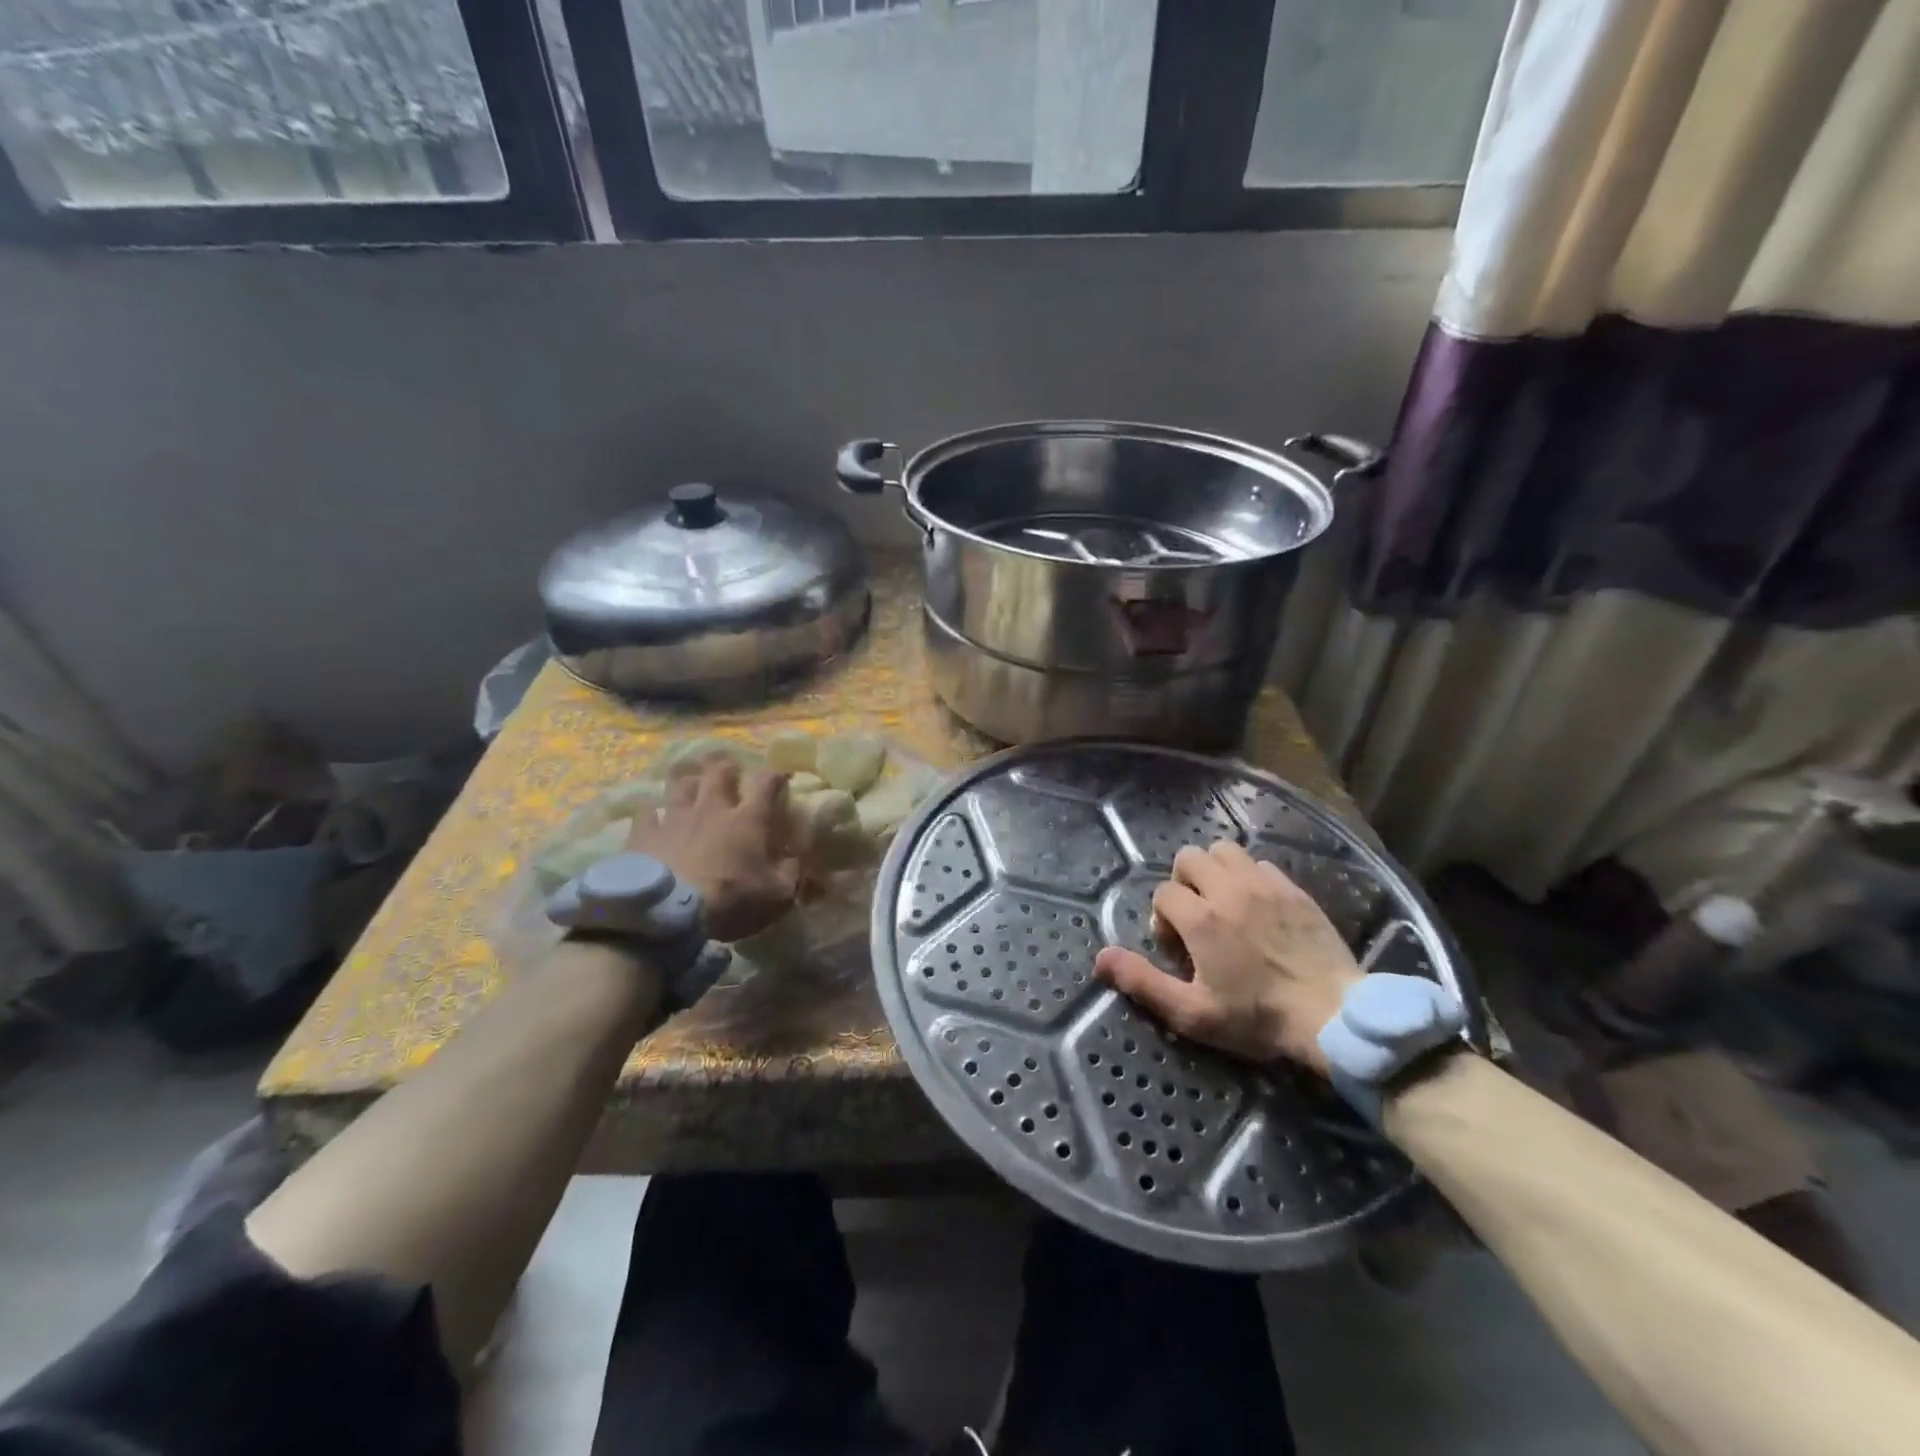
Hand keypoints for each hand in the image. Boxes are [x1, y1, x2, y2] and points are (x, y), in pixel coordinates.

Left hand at [627, 756, 798, 942]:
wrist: (669, 913)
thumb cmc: (730, 900)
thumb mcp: (776, 895)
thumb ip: (789, 872)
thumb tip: (795, 858)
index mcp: (747, 820)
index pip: (765, 783)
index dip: (775, 776)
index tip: (780, 777)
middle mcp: (711, 808)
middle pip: (719, 773)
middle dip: (727, 768)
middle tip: (730, 772)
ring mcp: (675, 817)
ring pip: (681, 784)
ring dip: (689, 780)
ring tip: (691, 782)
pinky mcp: (645, 833)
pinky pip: (646, 811)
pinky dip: (651, 809)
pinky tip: (651, 811)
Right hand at [1093, 840, 1361, 1073]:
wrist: (1334, 1016)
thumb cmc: (1258, 1019)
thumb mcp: (1192, 1013)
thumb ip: (1143, 982)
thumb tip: (1100, 957)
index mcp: (1201, 918)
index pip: (1163, 892)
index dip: (1162, 918)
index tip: (1177, 948)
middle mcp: (1229, 890)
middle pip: (1189, 857)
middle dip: (1184, 882)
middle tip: (1196, 917)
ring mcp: (1265, 885)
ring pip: (1225, 850)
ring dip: (1215, 871)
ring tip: (1224, 903)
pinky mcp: (1294, 889)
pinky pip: (1260, 864)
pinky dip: (1250, 877)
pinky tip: (1257, 906)